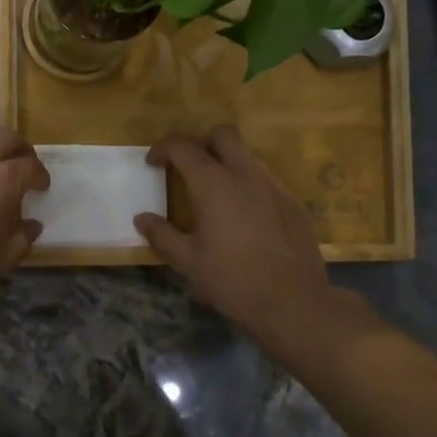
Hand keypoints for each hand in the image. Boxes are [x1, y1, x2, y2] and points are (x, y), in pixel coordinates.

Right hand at [135, 127, 332, 346]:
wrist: (294, 302)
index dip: (163, 149)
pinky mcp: (293, 203)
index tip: (153, 164)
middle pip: (222, 135)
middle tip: (188, 168)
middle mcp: (246, 174)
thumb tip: (142, 219)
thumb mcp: (188, 261)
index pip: (183, 146)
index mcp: (214, 184)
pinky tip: (244, 217)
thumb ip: (161, 235)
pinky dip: (248, 185)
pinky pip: (266, 180)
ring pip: (247, 156)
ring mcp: (274, 186)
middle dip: (201, 143)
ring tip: (215, 195)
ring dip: (226, 163)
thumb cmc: (233, 280)